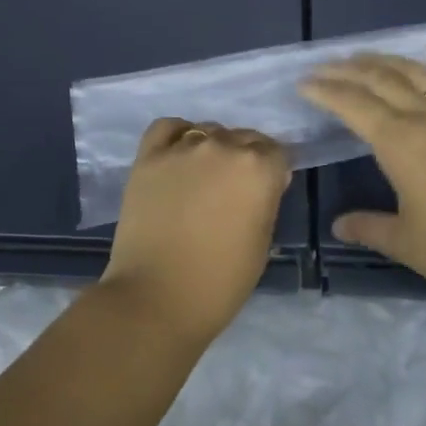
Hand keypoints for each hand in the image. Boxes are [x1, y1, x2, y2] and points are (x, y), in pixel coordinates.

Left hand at [98, 118, 290, 344]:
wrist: (157, 297)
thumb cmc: (220, 282)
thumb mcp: (262, 242)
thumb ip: (265, 201)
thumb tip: (262, 183)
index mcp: (258, 168)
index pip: (277, 152)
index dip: (275, 172)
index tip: (268, 190)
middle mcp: (223, 147)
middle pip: (244, 138)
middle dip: (246, 158)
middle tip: (235, 189)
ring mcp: (183, 148)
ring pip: (208, 131)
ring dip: (213, 148)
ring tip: (203, 177)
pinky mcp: (149, 156)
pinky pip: (168, 128)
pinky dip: (177, 136)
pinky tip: (178, 156)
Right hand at [300, 46, 425, 309]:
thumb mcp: (407, 244)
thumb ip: (369, 227)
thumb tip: (339, 224)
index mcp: (400, 143)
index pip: (353, 105)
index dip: (325, 91)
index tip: (303, 83)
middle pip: (381, 80)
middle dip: (348, 70)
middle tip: (324, 66)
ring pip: (419, 75)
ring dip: (388, 61)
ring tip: (364, 57)